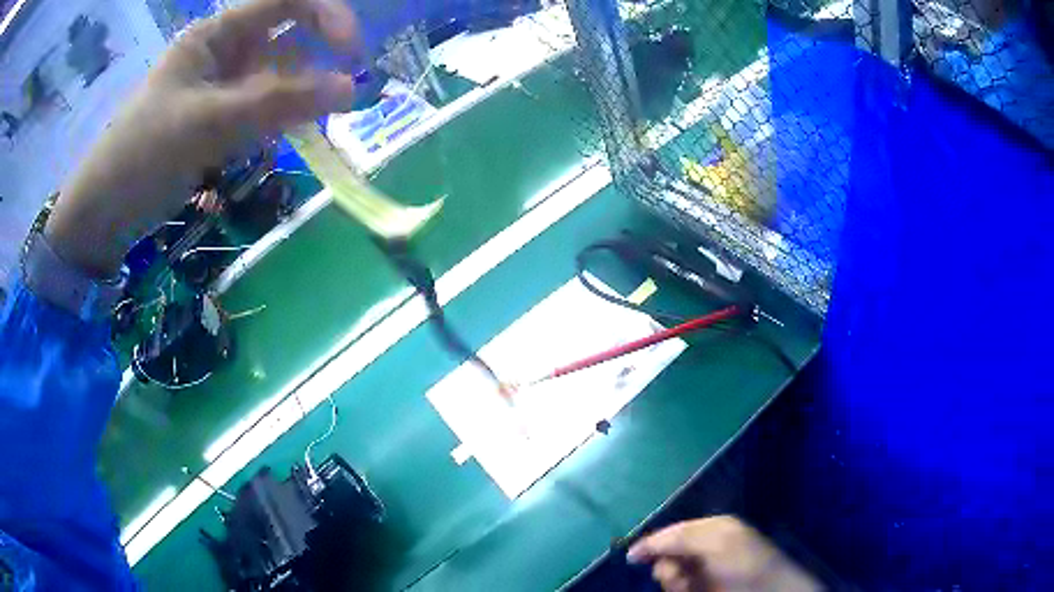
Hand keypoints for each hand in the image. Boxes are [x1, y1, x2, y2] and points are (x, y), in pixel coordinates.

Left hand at [45, 0, 358, 277]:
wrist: (104, 214)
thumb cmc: (144, 155)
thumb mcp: (209, 123)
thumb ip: (278, 103)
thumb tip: (352, 89)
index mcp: (216, 34)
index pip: (286, 1)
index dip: (326, 15)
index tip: (352, 53)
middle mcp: (223, 52)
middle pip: (287, 40)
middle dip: (316, 63)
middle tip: (341, 101)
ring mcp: (220, 88)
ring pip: (276, 79)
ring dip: (298, 99)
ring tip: (309, 131)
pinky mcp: (217, 121)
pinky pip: (261, 111)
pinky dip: (278, 123)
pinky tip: (280, 142)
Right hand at [627, 516, 820, 591]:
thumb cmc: (745, 563)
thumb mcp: (716, 540)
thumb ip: (681, 537)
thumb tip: (643, 546)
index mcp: (711, 528)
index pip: (673, 531)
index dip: (653, 543)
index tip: (632, 558)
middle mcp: (705, 547)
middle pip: (668, 554)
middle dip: (666, 566)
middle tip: (677, 576)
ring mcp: (704, 570)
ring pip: (670, 573)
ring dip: (672, 581)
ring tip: (686, 587)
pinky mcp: (702, 588)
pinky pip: (678, 587)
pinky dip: (678, 589)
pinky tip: (690, 591)